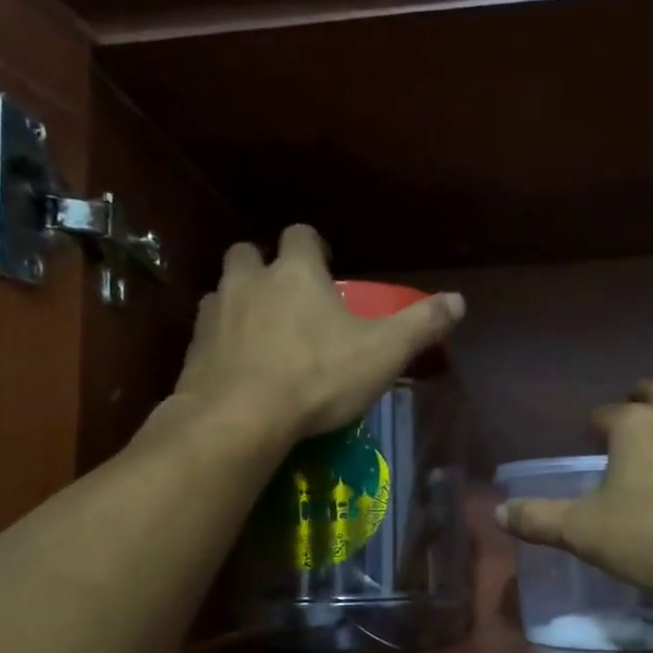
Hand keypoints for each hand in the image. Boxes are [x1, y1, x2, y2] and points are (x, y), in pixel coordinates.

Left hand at [174, 225, 464, 439]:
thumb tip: (459, 301)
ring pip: (223, 292)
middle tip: (286, 296)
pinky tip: (238, 368)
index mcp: (295, 272)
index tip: (325, 263)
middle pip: (248, 253)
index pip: (300, 235)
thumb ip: (420, 325)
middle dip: (265, 267)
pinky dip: (222, 342)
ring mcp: (215, 314)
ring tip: (261, 334)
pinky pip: (207, 334)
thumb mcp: (383, 352)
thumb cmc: (318, 377)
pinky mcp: (193, 350)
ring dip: (240, 303)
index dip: (313, 246)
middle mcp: (249, 281)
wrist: (241, 418)